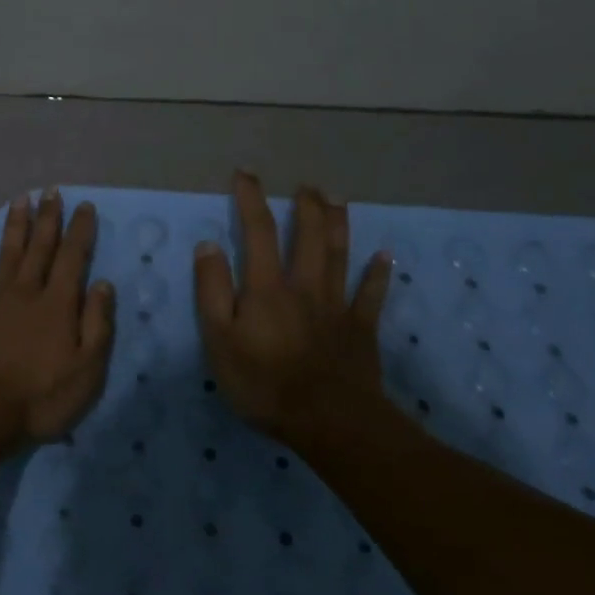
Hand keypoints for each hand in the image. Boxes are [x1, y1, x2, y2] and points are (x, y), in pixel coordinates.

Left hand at [0, 189, 115, 442]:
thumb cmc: (40, 397)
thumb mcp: (87, 370)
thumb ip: (97, 324)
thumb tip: (103, 284)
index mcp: (57, 304)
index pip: (73, 258)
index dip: (80, 231)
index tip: (84, 206)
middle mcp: (26, 292)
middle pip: (39, 248)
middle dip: (48, 218)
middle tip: (52, 191)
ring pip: (6, 254)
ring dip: (15, 226)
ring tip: (20, 200)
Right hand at [193, 172, 392, 441]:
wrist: (329, 421)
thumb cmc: (264, 383)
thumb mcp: (219, 340)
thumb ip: (212, 290)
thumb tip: (209, 245)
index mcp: (267, 287)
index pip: (257, 231)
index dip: (251, 199)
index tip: (245, 174)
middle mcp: (304, 286)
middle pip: (307, 236)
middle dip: (305, 206)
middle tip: (306, 185)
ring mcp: (336, 306)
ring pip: (339, 256)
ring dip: (339, 225)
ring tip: (338, 199)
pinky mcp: (361, 329)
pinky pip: (371, 296)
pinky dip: (379, 274)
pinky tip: (385, 256)